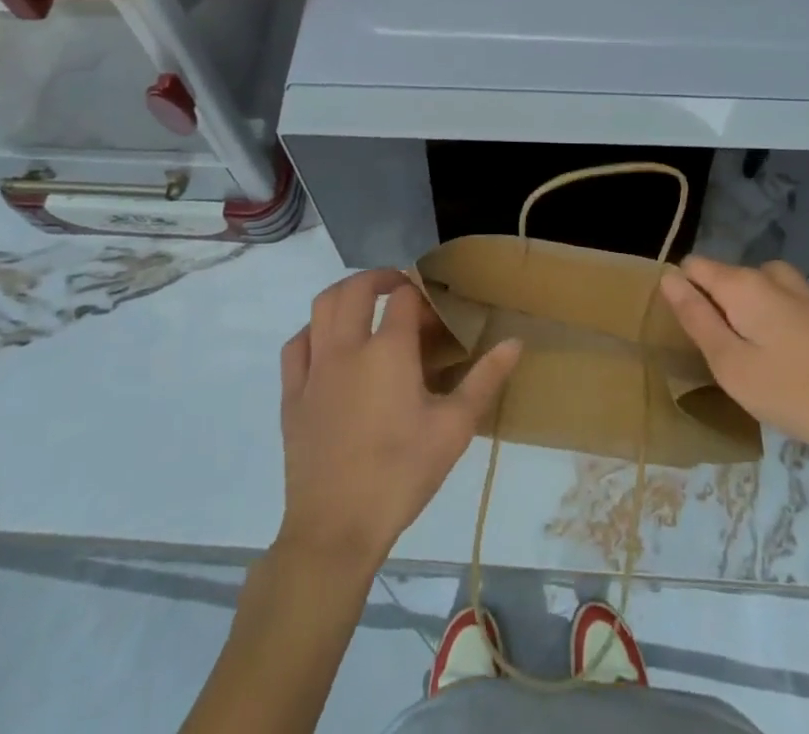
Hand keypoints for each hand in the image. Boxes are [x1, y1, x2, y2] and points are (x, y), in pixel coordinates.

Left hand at [277, 269, 521, 569]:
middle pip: (356, 288)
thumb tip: (516, 341)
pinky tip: (328, 344)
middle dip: (380, 278)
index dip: (421, 297)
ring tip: (365, 305)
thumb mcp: (454, 428)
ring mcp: (315, 369)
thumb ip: (485, 379)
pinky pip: (297, 344)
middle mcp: (347, 347)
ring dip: (345, 294)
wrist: (336, 530)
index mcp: (388, 350)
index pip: (404, 298)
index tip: (435, 315)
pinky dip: (313, 330)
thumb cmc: (401, 475)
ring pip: (322, 307)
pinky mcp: (292, 394)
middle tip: (400, 289)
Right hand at [660, 257, 808, 468]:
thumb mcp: (730, 363)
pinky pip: (778, 302)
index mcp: (743, 283)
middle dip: (715, 309)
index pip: (693, 266)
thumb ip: (695, 317)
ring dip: (744, 316)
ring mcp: (801, 290)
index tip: (692, 334)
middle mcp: (770, 274)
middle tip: (725, 359)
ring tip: (753, 361)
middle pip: (723, 278)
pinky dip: (770, 322)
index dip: (683, 295)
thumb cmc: (793, 392)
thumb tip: (668, 277)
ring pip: (752, 290)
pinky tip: (785, 362)